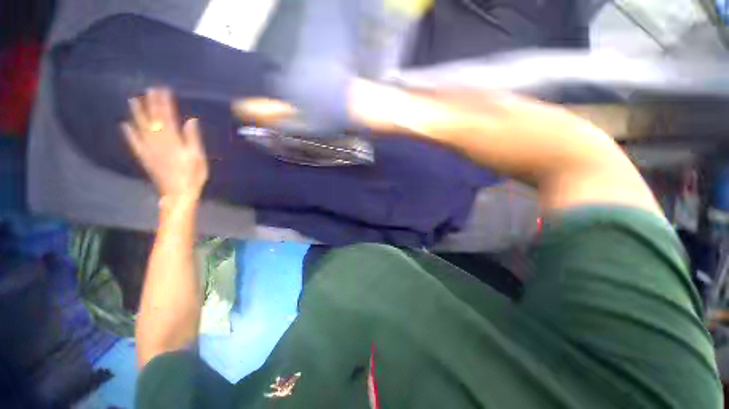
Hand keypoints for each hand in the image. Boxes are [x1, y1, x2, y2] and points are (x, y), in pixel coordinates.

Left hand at [122, 88, 208, 201]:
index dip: (165, 104)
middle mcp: (159, 142)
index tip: (163, 91)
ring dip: (138, 114)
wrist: (178, 193)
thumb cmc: (193, 176)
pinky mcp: (145, 158)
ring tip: (134, 101)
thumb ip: (193, 139)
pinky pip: (135, 144)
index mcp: (174, 141)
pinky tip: (125, 125)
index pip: (168, 118)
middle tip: (148, 90)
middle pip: (154, 120)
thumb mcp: (198, 157)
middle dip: (151, 104)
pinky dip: (129, 134)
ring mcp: (149, 150)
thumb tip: (191, 121)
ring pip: (142, 128)